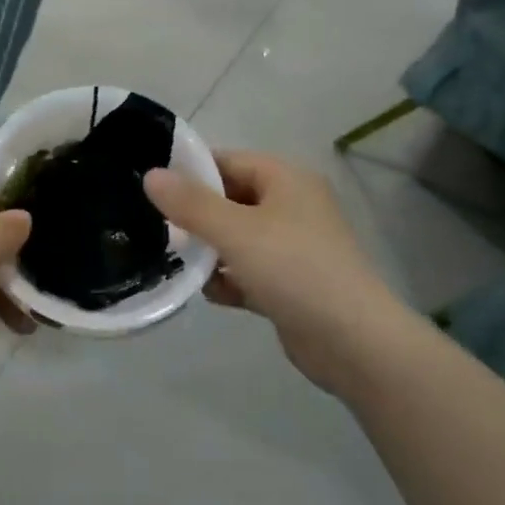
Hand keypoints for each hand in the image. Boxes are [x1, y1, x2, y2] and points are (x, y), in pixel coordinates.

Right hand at [145, 153, 394, 391]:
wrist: (353, 343)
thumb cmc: (293, 269)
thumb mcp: (235, 231)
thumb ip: (190, 204)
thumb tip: (151, 175)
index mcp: (286, 179)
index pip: (227, 161)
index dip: (190, 172)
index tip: (151, 189)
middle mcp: (291, 206)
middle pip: (230, 200)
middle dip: (195, 217)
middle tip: (157, 230)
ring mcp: (293, 247)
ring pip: (237, 238)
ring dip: (209, 252)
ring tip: (177, 263)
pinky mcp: (291, 284)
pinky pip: (248, 271)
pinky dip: (229, 279)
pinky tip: (208, 294)